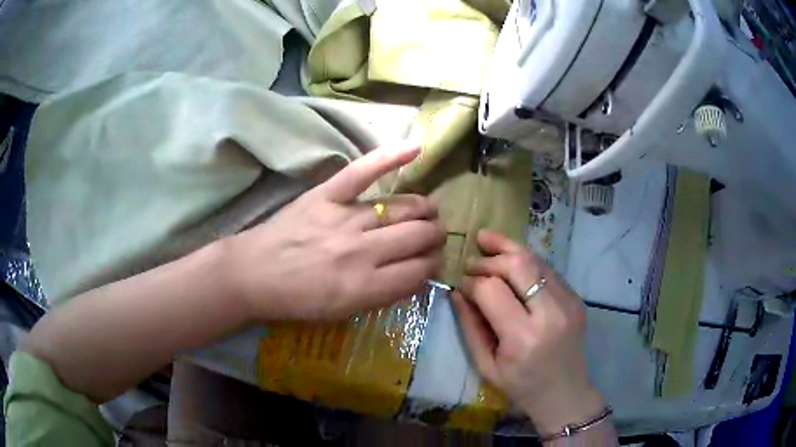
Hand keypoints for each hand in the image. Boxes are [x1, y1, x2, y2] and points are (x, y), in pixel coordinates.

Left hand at [223, 143, 444, 320]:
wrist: (254, 274)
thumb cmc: (297, 299)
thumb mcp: (343, 312)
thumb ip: (383, 295)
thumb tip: (417, 274)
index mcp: (365, 287)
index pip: (419, 271)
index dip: (433, 265)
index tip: (432, 262)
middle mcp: (361, 252)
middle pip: (418, 236)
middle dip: (435, 237)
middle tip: (434, 235)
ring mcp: (344, 219)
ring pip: (403, 208)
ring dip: (425, 209)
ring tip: (429, 210)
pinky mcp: (326, 195)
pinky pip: (363, 171)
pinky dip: (390, 157)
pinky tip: (415, 148)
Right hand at [451, 230, 603, 434]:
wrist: (565, 393)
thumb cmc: (521, 386)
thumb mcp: (486, 365)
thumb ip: (470, 326)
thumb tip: (456, 291)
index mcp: (523, 338)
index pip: (492, 291)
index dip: (471, 282)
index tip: (460, 284)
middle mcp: (551, 314)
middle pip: (518, 265)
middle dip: (489, 259)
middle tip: (471, 261)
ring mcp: (569, 303)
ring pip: (536, 260)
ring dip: (509, 249)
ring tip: (487, 240)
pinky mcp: (576, 298)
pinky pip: (547, 270)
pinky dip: (526, 262)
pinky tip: (511, 261)